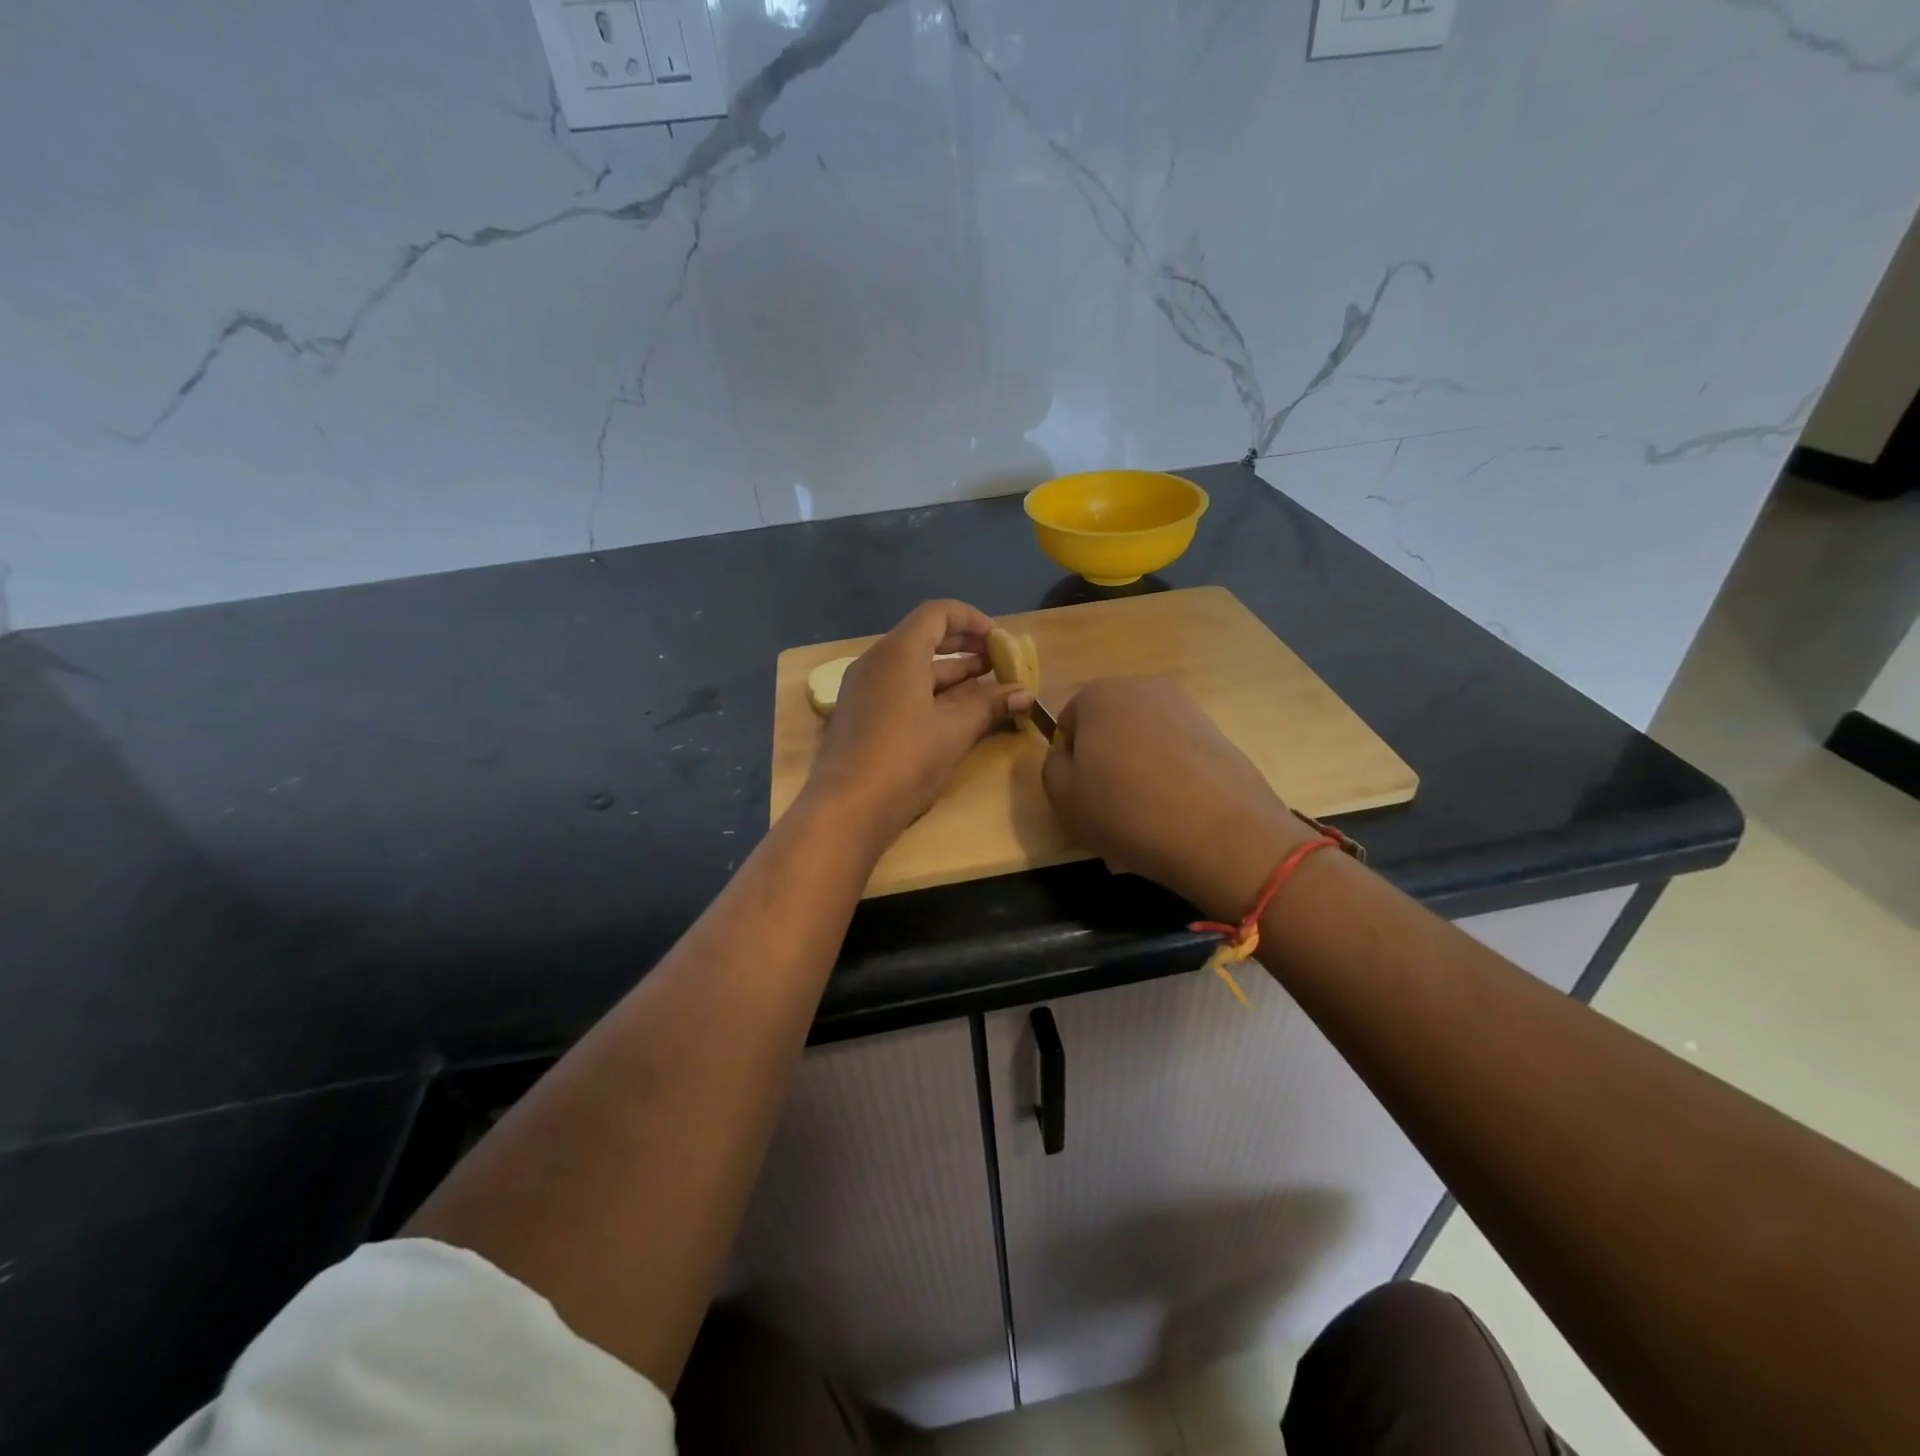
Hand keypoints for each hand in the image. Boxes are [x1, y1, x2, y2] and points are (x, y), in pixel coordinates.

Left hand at [808, 600, 1032, 844]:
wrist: (847, 808)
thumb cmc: (906, 759)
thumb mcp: (955, 730)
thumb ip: (990, 705)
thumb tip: (1025, 693)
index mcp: (899, 652)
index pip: (938, 613)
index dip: (973, 620)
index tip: (999, 641)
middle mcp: (876, 661)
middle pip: (924, 637)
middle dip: (964, 647)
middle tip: (997, 663)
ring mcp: (863, 688)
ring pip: (912, 667)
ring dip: (950, 673)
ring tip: (985, 688)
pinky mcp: (859, 714)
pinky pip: (898, 688)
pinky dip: (929, 692)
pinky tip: (954, 714)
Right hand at [1041, 678, 1314, 919]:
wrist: (1222, 834)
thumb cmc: (1127, 811)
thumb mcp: (1063, 797)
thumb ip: (1052, 766)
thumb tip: (1068, 754)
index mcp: (1099, 694)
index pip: (1068, 722)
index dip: (1070, 761)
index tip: (1081, 794)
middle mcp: (1144, 688)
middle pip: (1110, 727)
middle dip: (1106, 761)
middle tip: (1111, 807)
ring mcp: (1187, 708)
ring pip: (1145, 742)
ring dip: (1139, 771)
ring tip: (1147, 817)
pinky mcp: (1219, 734)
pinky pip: (1178, 755)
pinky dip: (1172, 778)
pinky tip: (1177, 815)